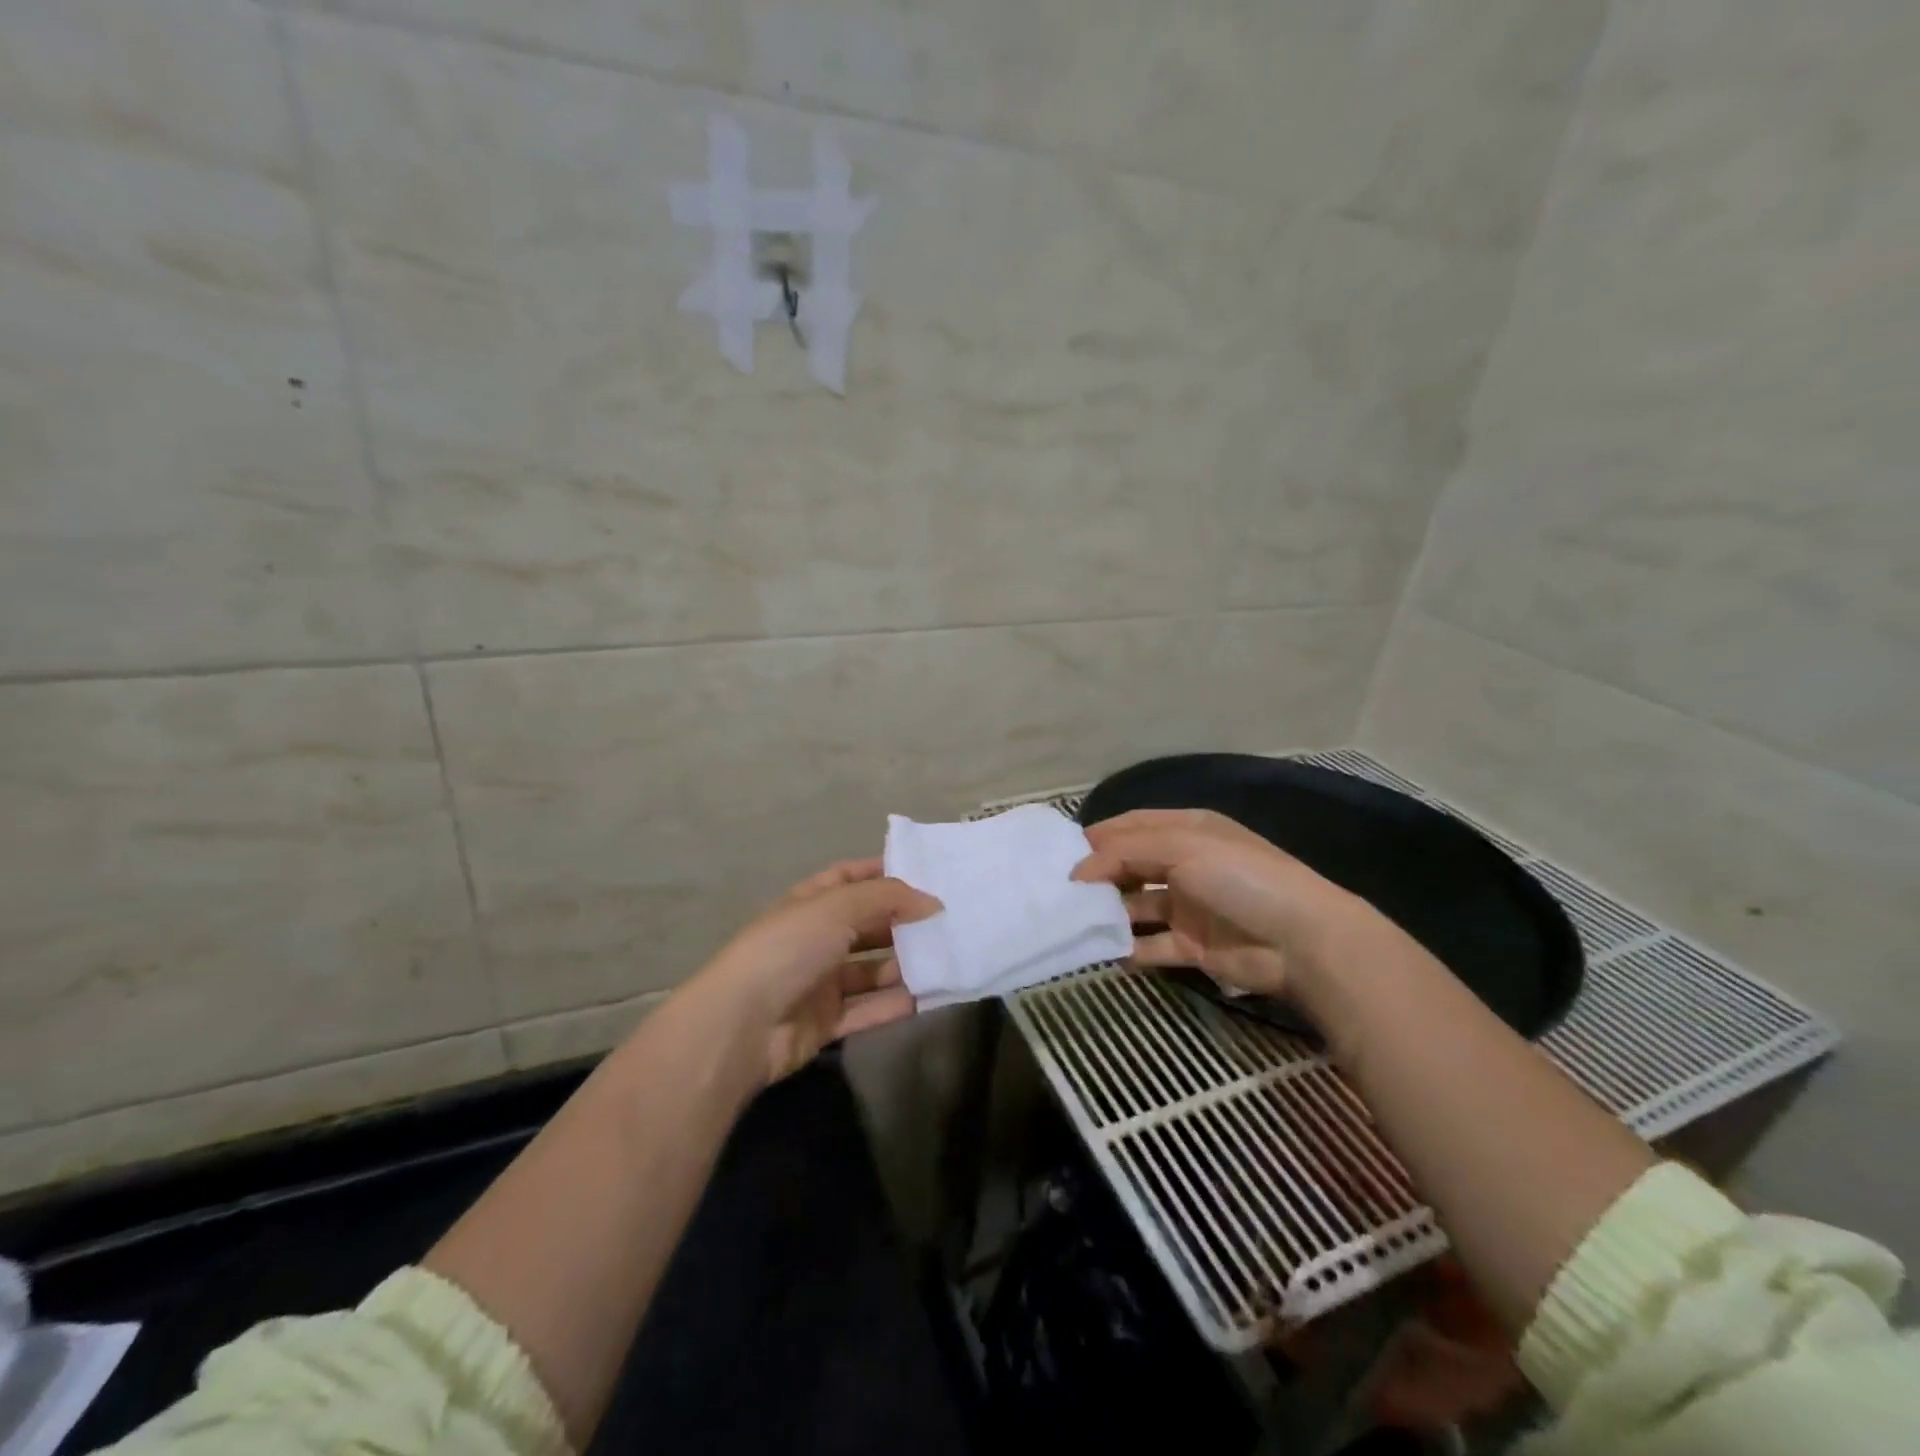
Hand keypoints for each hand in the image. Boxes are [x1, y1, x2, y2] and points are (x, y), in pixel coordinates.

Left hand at [697, 858, 941, 1084]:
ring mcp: (819, 982)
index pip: (849, 878)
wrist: (742, 1025)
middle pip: (866, 925)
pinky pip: (867, 1009)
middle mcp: (815, 938)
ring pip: (870, 970)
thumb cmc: (788, 949)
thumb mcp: (837, 907)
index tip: (925, 874)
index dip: (883, 873)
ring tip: (946, 959)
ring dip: (904, 966)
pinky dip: (895, 1004)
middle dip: (902, 922)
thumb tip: (932, 901)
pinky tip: (929, 998)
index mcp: (810, 903)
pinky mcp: (825, 1022)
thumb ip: (887, 898)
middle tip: (947, 921)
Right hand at [1071, 809, 1344, 998]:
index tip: (1062, 855)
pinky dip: (1128, 949)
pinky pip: (1151, 945)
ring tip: (1073, 922)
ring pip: (1137, 906)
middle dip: (1099, 876)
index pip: (1132, 826)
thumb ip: (1124, 852)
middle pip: (1131, 865)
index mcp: (1187, 830)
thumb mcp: (1181, 846)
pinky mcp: (1193, 946)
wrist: (1301, 940)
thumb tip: (1078, 870)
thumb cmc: (1239, 877)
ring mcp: (1189, 906)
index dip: (1099, 837)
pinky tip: (1103, 952)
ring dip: (1110, 913)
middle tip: (1061, 891)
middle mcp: (1185, 864)